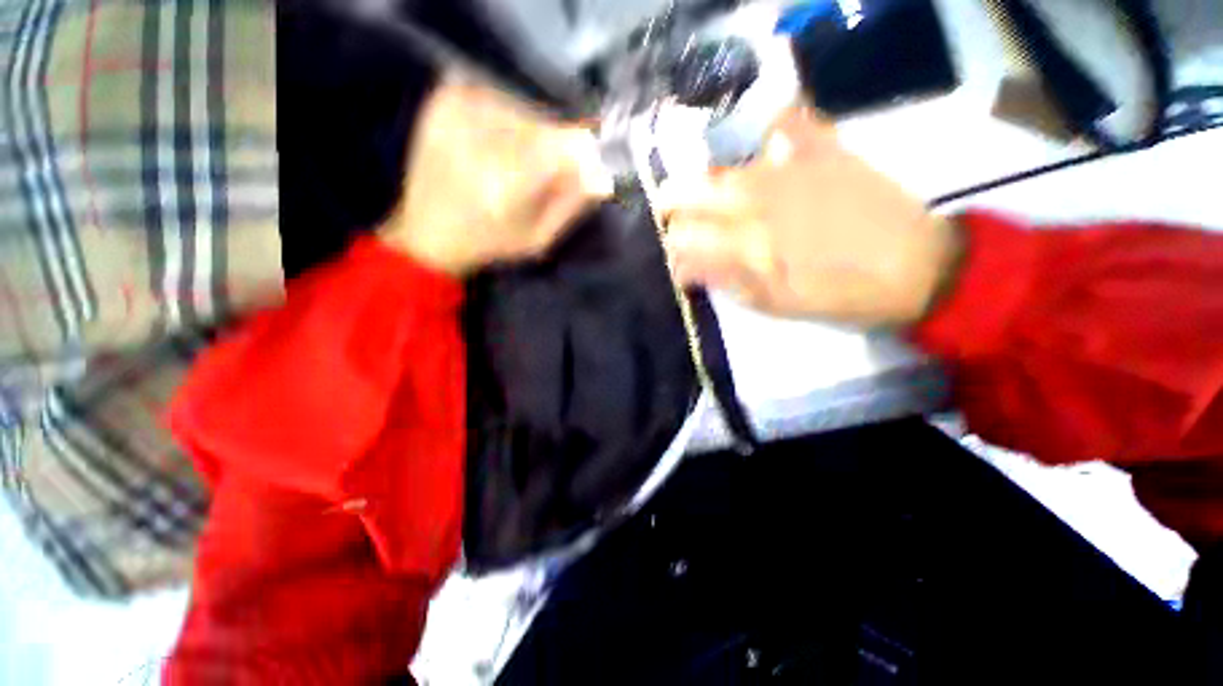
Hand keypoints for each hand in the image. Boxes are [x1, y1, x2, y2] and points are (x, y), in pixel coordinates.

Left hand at [380, 74, 611, 275]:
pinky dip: (504, 120)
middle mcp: (481, 139)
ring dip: (528, 135)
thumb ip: (572, 204)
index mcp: (506, 182)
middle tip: (538, 175)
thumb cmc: (490, 243)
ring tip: (511, 164)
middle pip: (543, 124)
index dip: (582, 150)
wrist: (427, 234)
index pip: (564, 144)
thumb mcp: (539, 238)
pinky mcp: (443, 101)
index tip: (587, 162)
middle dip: (553, 147)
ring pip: (522, 110)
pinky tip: (490, 146)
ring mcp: (457, 112)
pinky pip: (496, 98)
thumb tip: (602, 172)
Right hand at [660, 107, 961, 327]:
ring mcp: (793, 170)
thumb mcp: (778, 304)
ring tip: (706, 195)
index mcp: (751, 246)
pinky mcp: (825, 151)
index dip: (674, 253)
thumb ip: (728, 282)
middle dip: (672, 207)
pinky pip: (789, 123)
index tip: (681, 267)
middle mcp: (761, 201)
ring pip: (725, 165)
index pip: (685, 240)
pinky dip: (770, 126)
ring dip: (705, 181)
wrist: (919, 268)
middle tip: (676, 222)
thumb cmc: (843, 296)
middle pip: (693, 193)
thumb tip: (687, 270)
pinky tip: (761, 140)